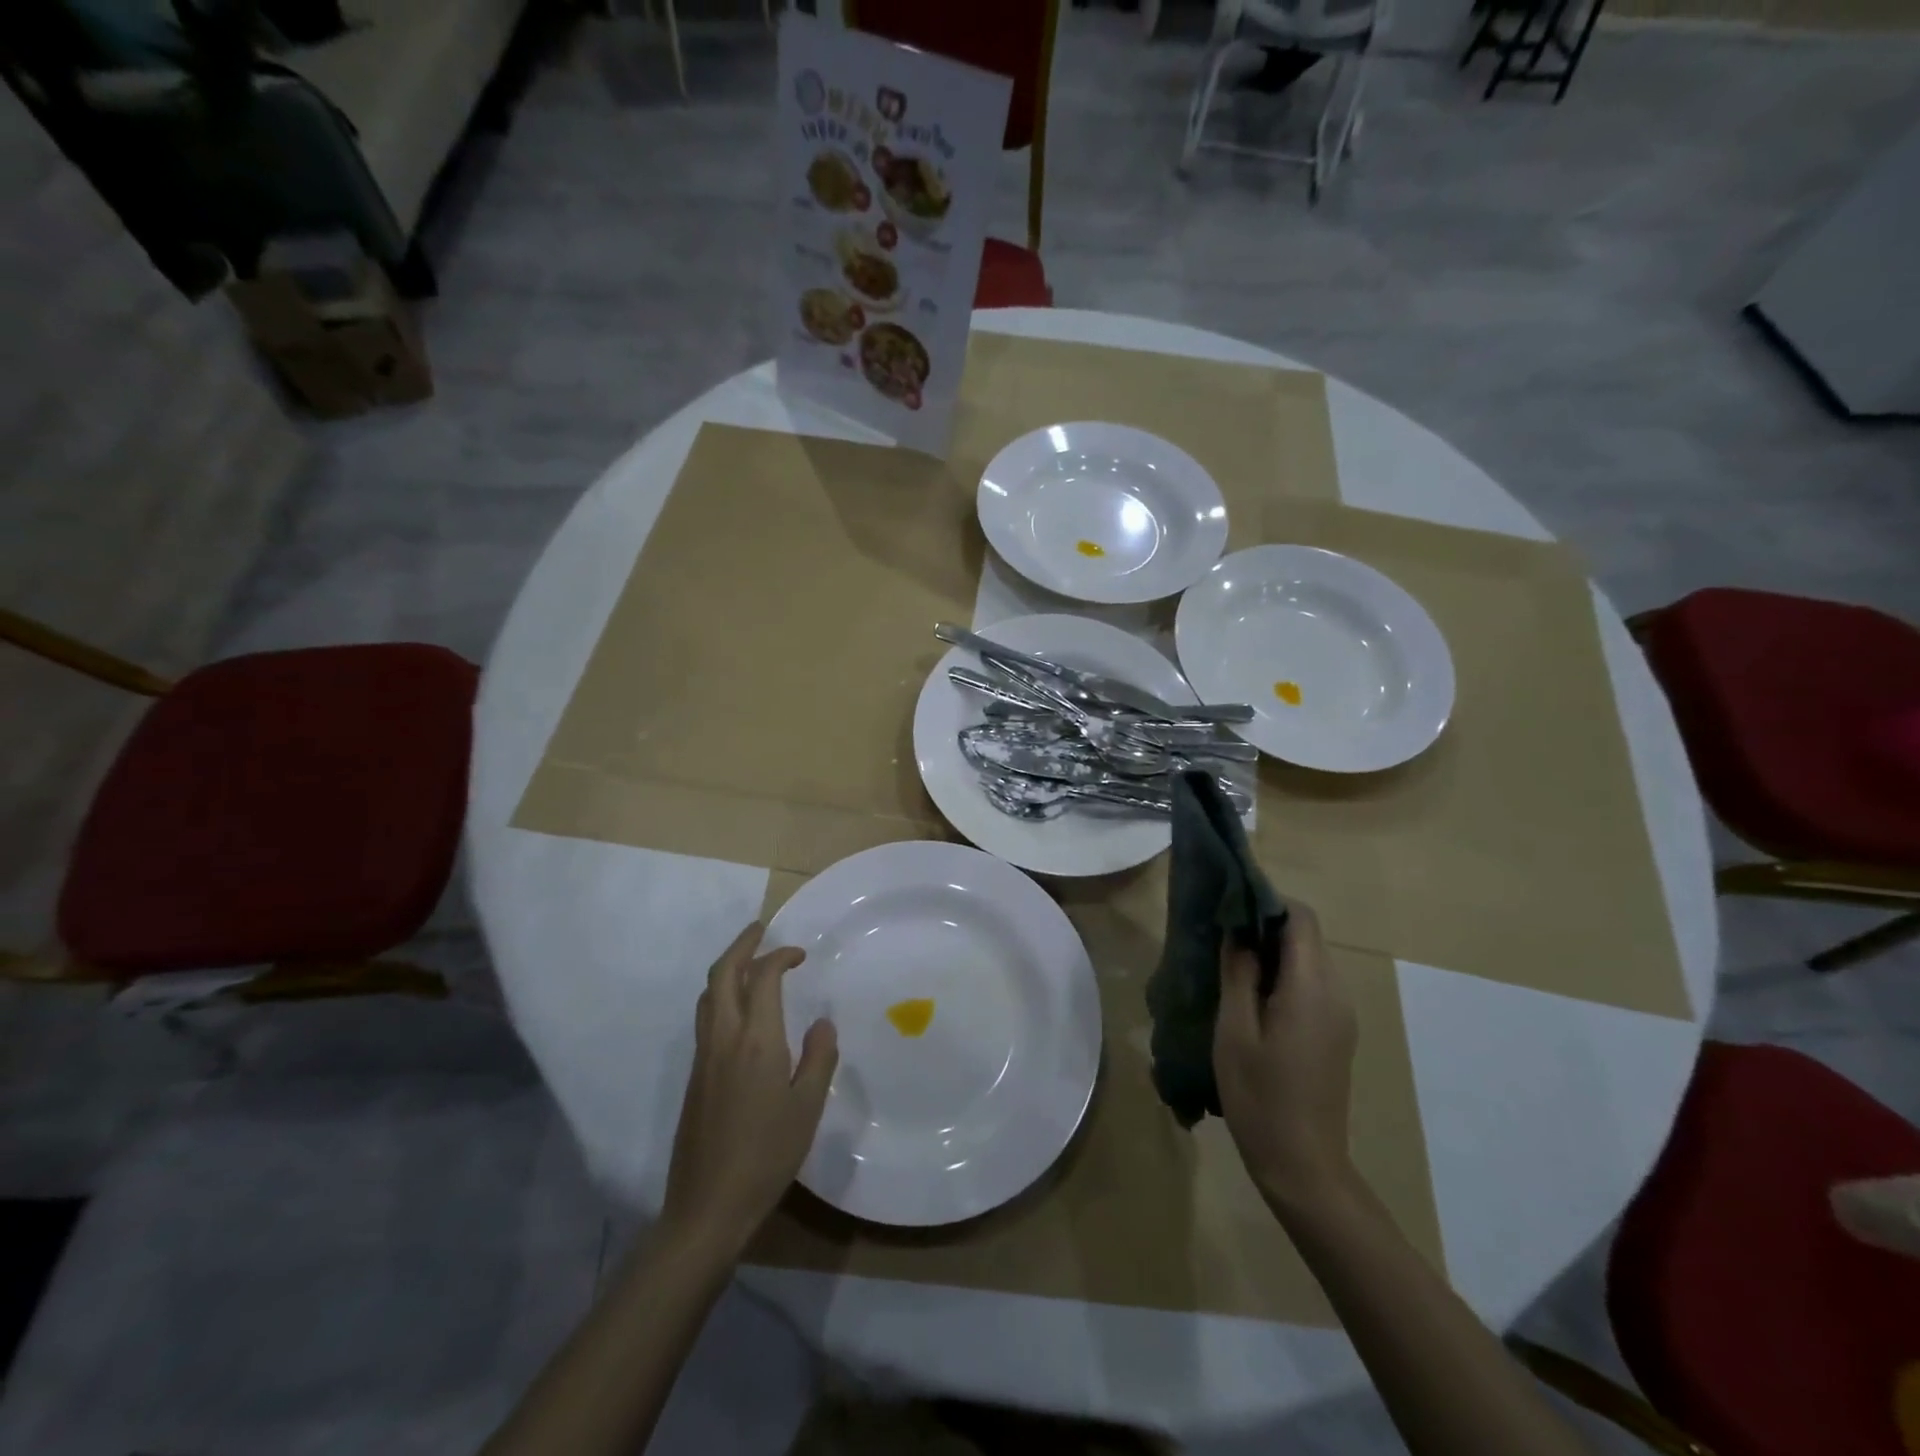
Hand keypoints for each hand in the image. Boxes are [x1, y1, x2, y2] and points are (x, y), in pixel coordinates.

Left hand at [660, 922, 837, 1259]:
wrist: (707, 1207)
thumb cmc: (766, 1156)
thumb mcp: (808, 1107)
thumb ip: (819, 1058)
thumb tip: (821, 1023)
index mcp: (756, 1041)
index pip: (763, 978)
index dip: (781, 956)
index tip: (800, 953)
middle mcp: (723, 1038)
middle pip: (722, 974)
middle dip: (742, 945)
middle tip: (761, 929)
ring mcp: (703, 1057)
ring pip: (708, 995)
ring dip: (727, 968)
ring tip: (750, 962)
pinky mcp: (694, 1076)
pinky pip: (705, 1017)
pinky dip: (721, 994)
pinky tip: (739, 1010)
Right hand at [1213, 901, 1358, 1210]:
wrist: (1303, 1166)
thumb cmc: (1260, 1096)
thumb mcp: (1235, 1030)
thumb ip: (1237, 973)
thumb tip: (1237, 930)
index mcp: (1311, 988)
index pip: (1300, 918)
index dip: (1266, 901)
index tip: (1228, 906)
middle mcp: (1336, 993)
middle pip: (1306, 936)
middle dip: (1264, 926)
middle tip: (1219, 936)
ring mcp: (1340, 1016)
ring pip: (1307, 960)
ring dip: (1270, 953)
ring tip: (1227, 966)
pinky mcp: (1335, 1034)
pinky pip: (1310, 985)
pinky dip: (1281, 976)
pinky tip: (1249, 999)